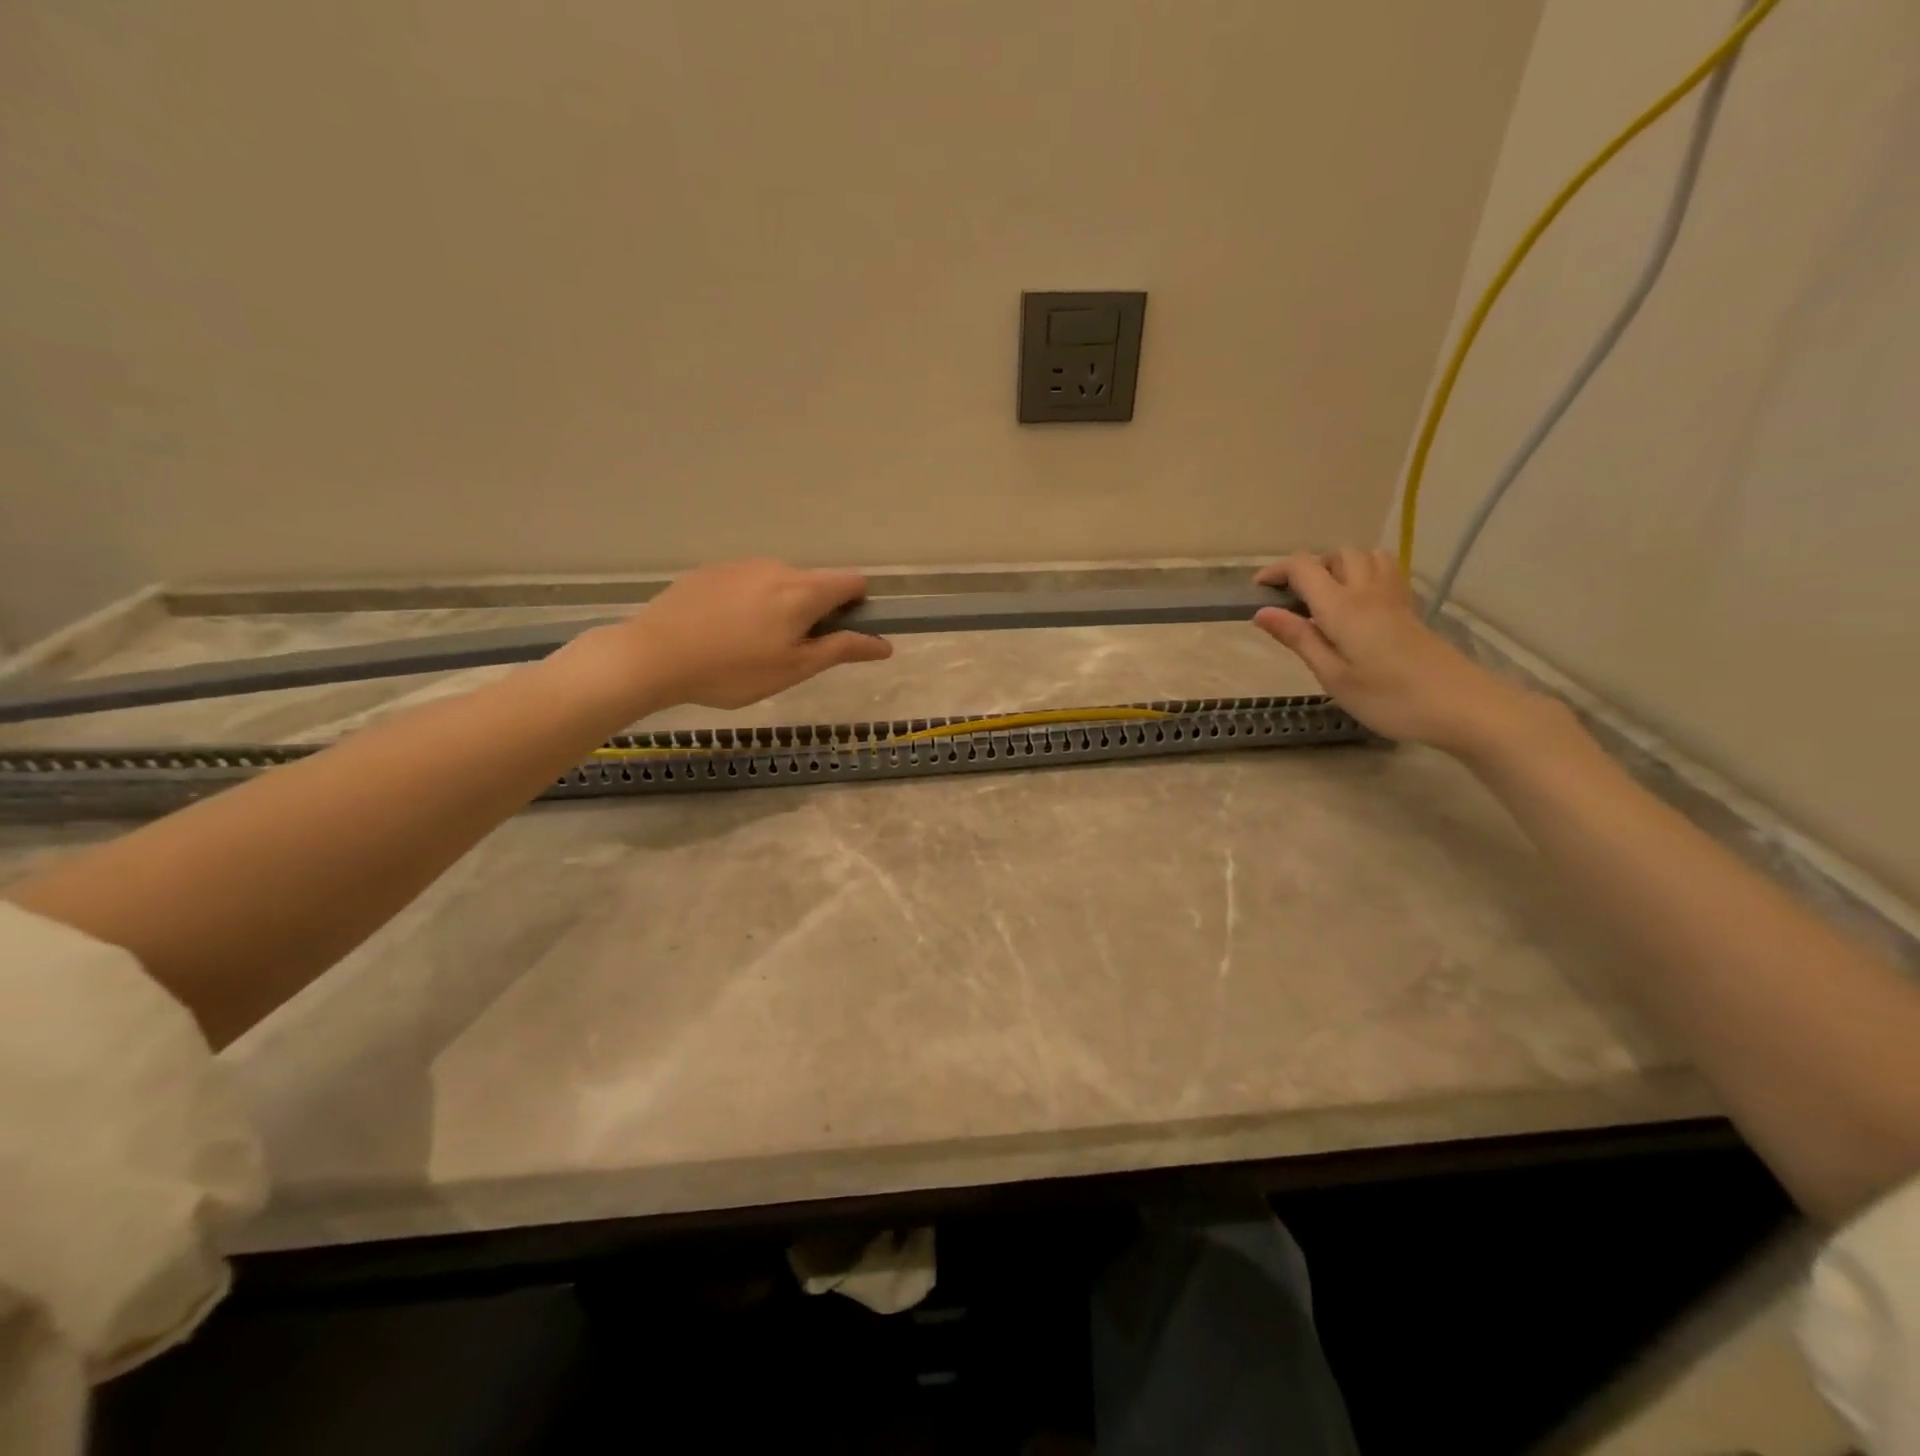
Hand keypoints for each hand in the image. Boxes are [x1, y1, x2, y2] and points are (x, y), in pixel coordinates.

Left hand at [609, 559, 892, 709]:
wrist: (654, 655)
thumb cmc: (734, 670)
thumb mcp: (794, 668)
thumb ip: (842, 650)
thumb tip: (884, 644)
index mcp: (803, 591)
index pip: (853, 581)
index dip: (859, 606)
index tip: (842, 634)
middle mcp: (777, 567)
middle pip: (815, 583)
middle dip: (816, 612)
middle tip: (792, 653)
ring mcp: (740, 565)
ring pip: (779, 584)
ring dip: (781, 608)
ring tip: (752, 647)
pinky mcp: (710, 571)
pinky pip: (746, 584)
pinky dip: (750, 604)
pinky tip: (723, 633)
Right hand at [1250, 549, 1540, 753]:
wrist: (1461, 705)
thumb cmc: (1388, 698)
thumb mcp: (1332, 675)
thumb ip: (1298, 639)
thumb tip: (1262, 613)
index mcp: (1342, 607)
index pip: (1303, 568)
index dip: (1276, 572)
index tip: (1257, 592)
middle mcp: (1368, 591)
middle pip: (1337, 554)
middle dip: (1309, 567)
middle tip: (1292, 600)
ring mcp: (1394, 597)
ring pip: (1364, 556)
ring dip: (1338, 566)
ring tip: (1324, 598)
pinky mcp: (1410, 609)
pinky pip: (1384, 571)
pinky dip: (1362, 574)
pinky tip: (1356, 605)